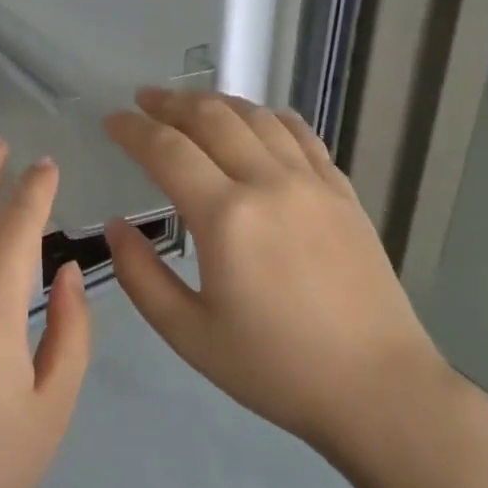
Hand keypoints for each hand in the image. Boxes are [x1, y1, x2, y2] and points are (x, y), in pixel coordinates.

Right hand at [102, 89, 444, 455]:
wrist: (376, 387)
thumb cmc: (274, 368)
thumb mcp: (189, 334)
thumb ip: (141, 275)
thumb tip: (117, 226)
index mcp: (226, 217)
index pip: (167, 150)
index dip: (133, 129)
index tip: (111, 120)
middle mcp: (269, 183)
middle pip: (212, 118)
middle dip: (171, 103)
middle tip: (144, 101)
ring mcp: (313, 183)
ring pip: (258, 118)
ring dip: (217, 103)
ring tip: (191, 104)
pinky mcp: (343, 193)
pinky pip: (302, 135)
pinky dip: (270, 118)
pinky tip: (258, 120)